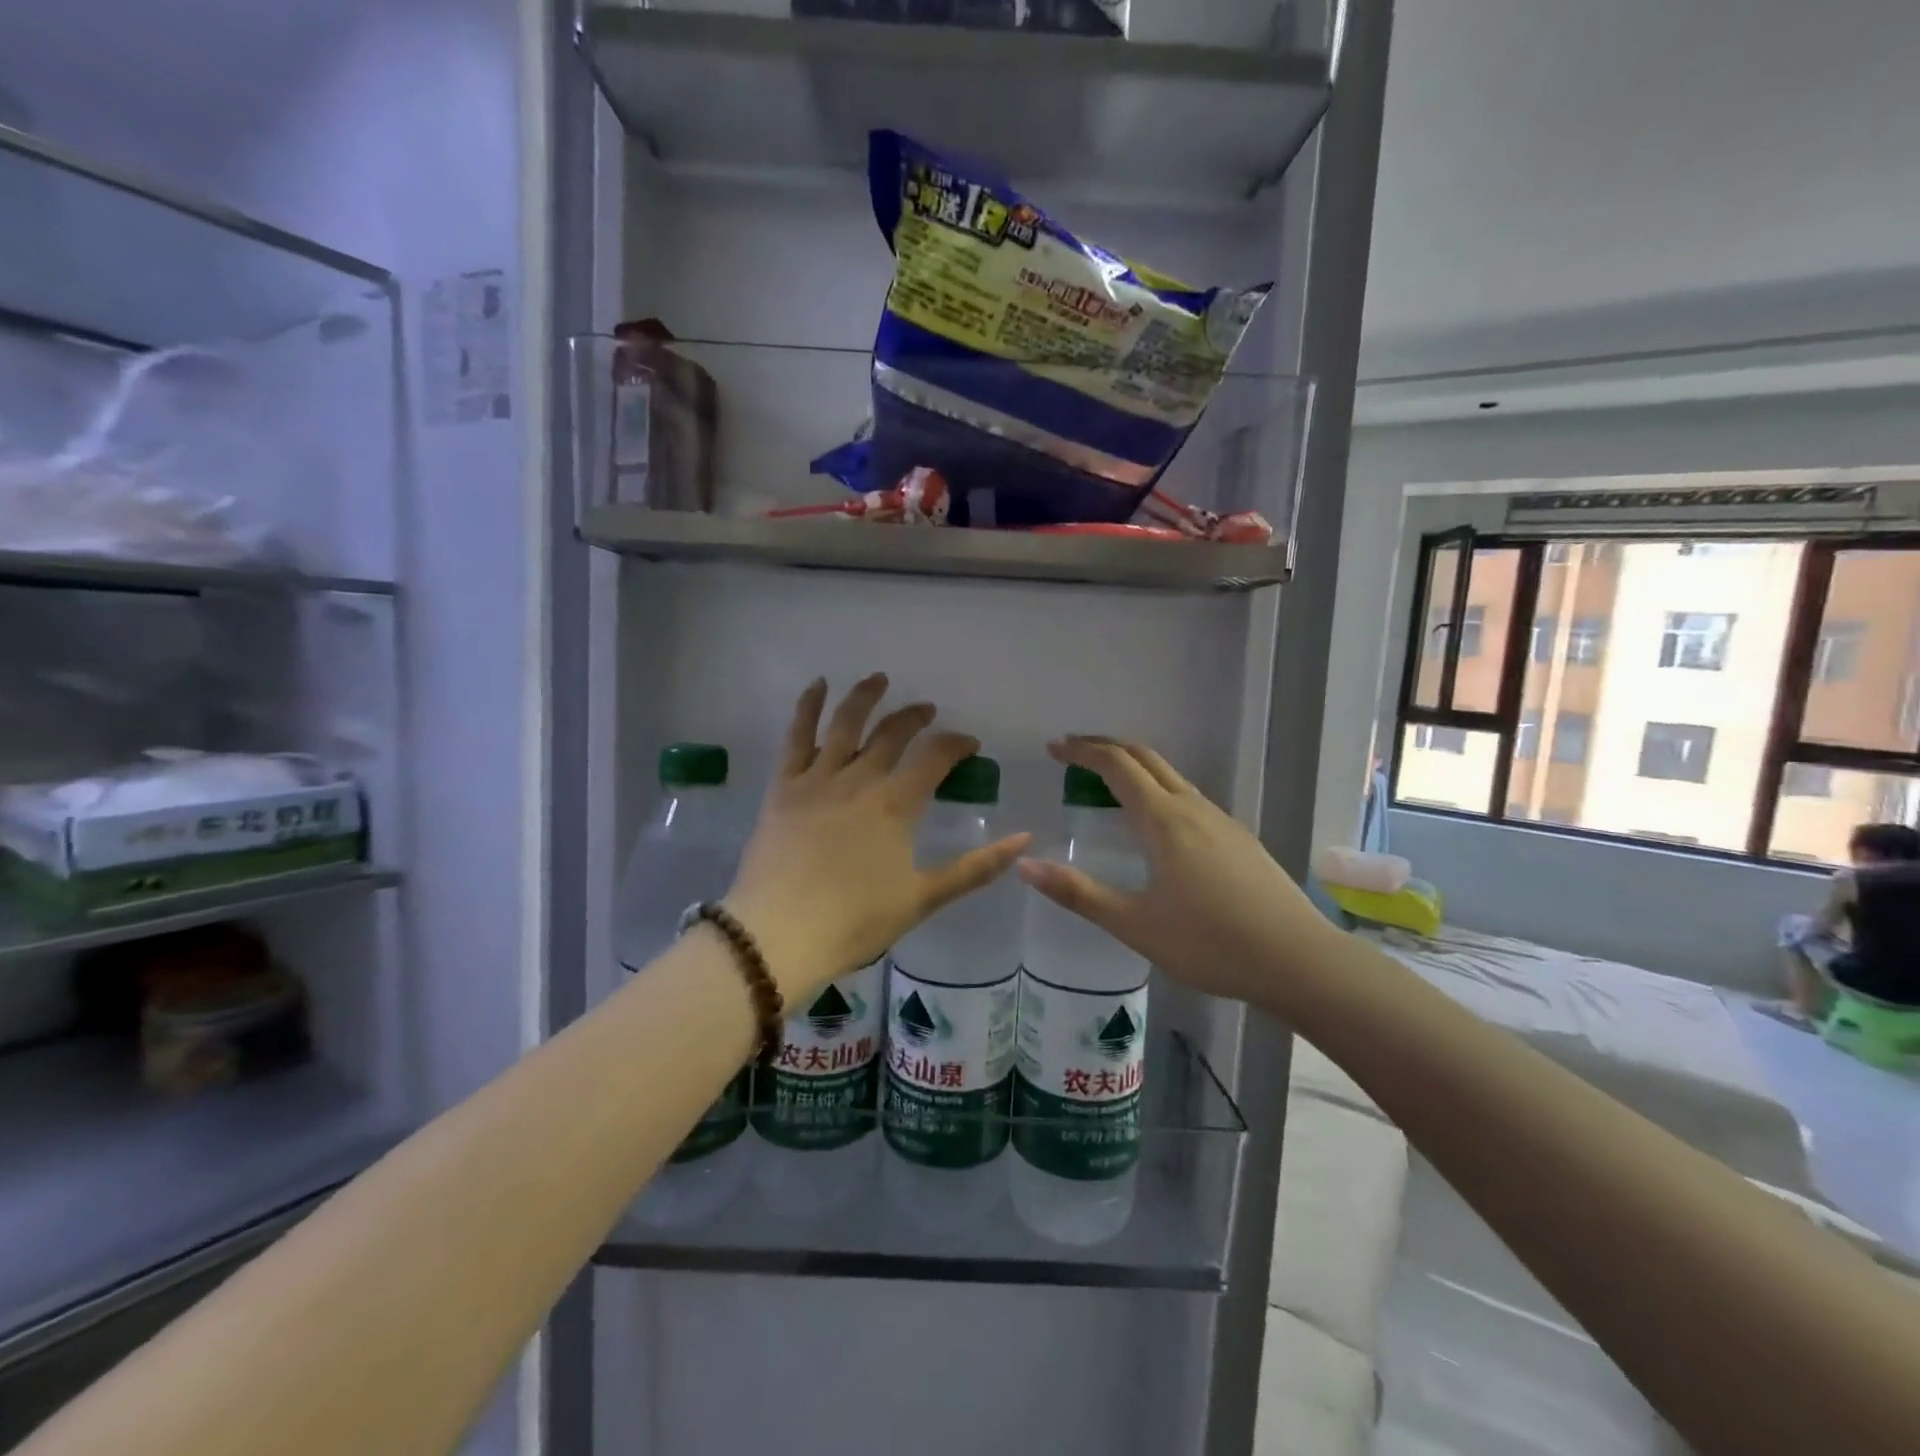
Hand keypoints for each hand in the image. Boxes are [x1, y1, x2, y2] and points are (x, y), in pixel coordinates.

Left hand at [726, 675, 1029, 1000]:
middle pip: (892, 733)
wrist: (778, 935)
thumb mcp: (923, 898)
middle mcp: (859, 780)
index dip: (956, 743)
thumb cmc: (855, 921)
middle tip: (927, 710)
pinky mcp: (783, 786)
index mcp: (895, 805)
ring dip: (864, 696)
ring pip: (844, 723)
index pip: (935, 757)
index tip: (969, 743)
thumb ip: (975, 868)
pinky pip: (795, 736)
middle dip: (914, 717)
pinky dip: (807, 706)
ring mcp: (817, 779)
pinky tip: (817, 685)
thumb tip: (1024, 839)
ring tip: (879, 679)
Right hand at [1017, 737, 1335, 1010]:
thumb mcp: (1135, 924)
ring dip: (1134, 767)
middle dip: (1106, 746)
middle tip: (1072, 752)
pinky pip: (1189, 797)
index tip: (1054, 748)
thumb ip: (1078, 893)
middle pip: (1146, 757)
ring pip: (1171, 776)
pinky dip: (1158, 789)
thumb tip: (1026, 865)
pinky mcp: (1239, 839)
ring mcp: (1222, 821)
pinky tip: (1155, 824)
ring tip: (1106, 784)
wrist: (1301, 961)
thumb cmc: (1211, 943)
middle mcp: (1193, 808)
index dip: (1082, 751)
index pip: (1117, 764)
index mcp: (1164, 820)